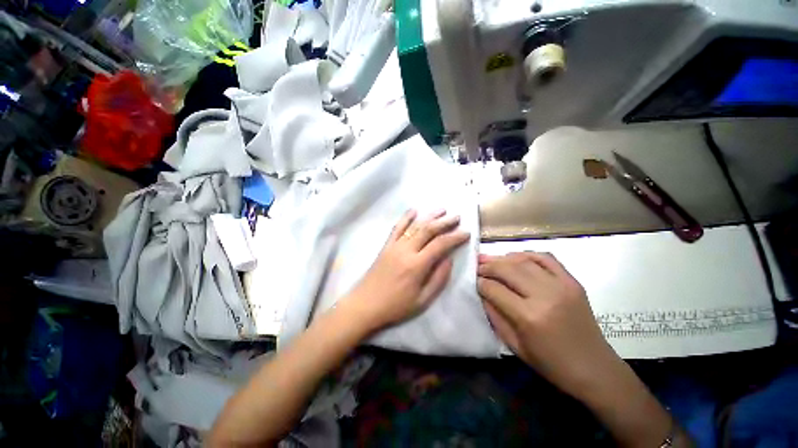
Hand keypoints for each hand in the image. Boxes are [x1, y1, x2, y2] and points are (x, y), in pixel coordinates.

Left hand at [341, 209, 469, 330]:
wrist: (365, 304)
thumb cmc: (395, 306)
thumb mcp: (422, 300)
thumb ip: (438, 278)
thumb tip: (449, 259)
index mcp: (417, 265)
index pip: (440, 244)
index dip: (455, 237)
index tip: (466, 233)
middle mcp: (406, 250)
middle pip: (428, 230)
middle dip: (445, 222)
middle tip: (457, 217)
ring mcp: (394, 246)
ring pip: (414, 225)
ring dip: (429, 216)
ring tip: (442, 210)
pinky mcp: (386, 245)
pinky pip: (397, 227)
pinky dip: (406, 217)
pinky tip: (414, 210)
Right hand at [477, 252, 621, 399]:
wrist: (594, 368)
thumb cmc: (550, 363)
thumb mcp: (514, 345)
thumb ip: (494, 315)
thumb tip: (482, 292)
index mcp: (528, 317)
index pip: (494, 289)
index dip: (480, 283)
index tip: (473, 280)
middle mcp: (544, 295)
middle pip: (507, 269)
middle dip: (488, 266)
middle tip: (478, 266)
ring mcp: (561, 285)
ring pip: (524, 260)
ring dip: (504, 258)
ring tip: (492, 260)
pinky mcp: (572, 281)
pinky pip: (546, 258)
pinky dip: (528, 254)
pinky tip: (517, 258)